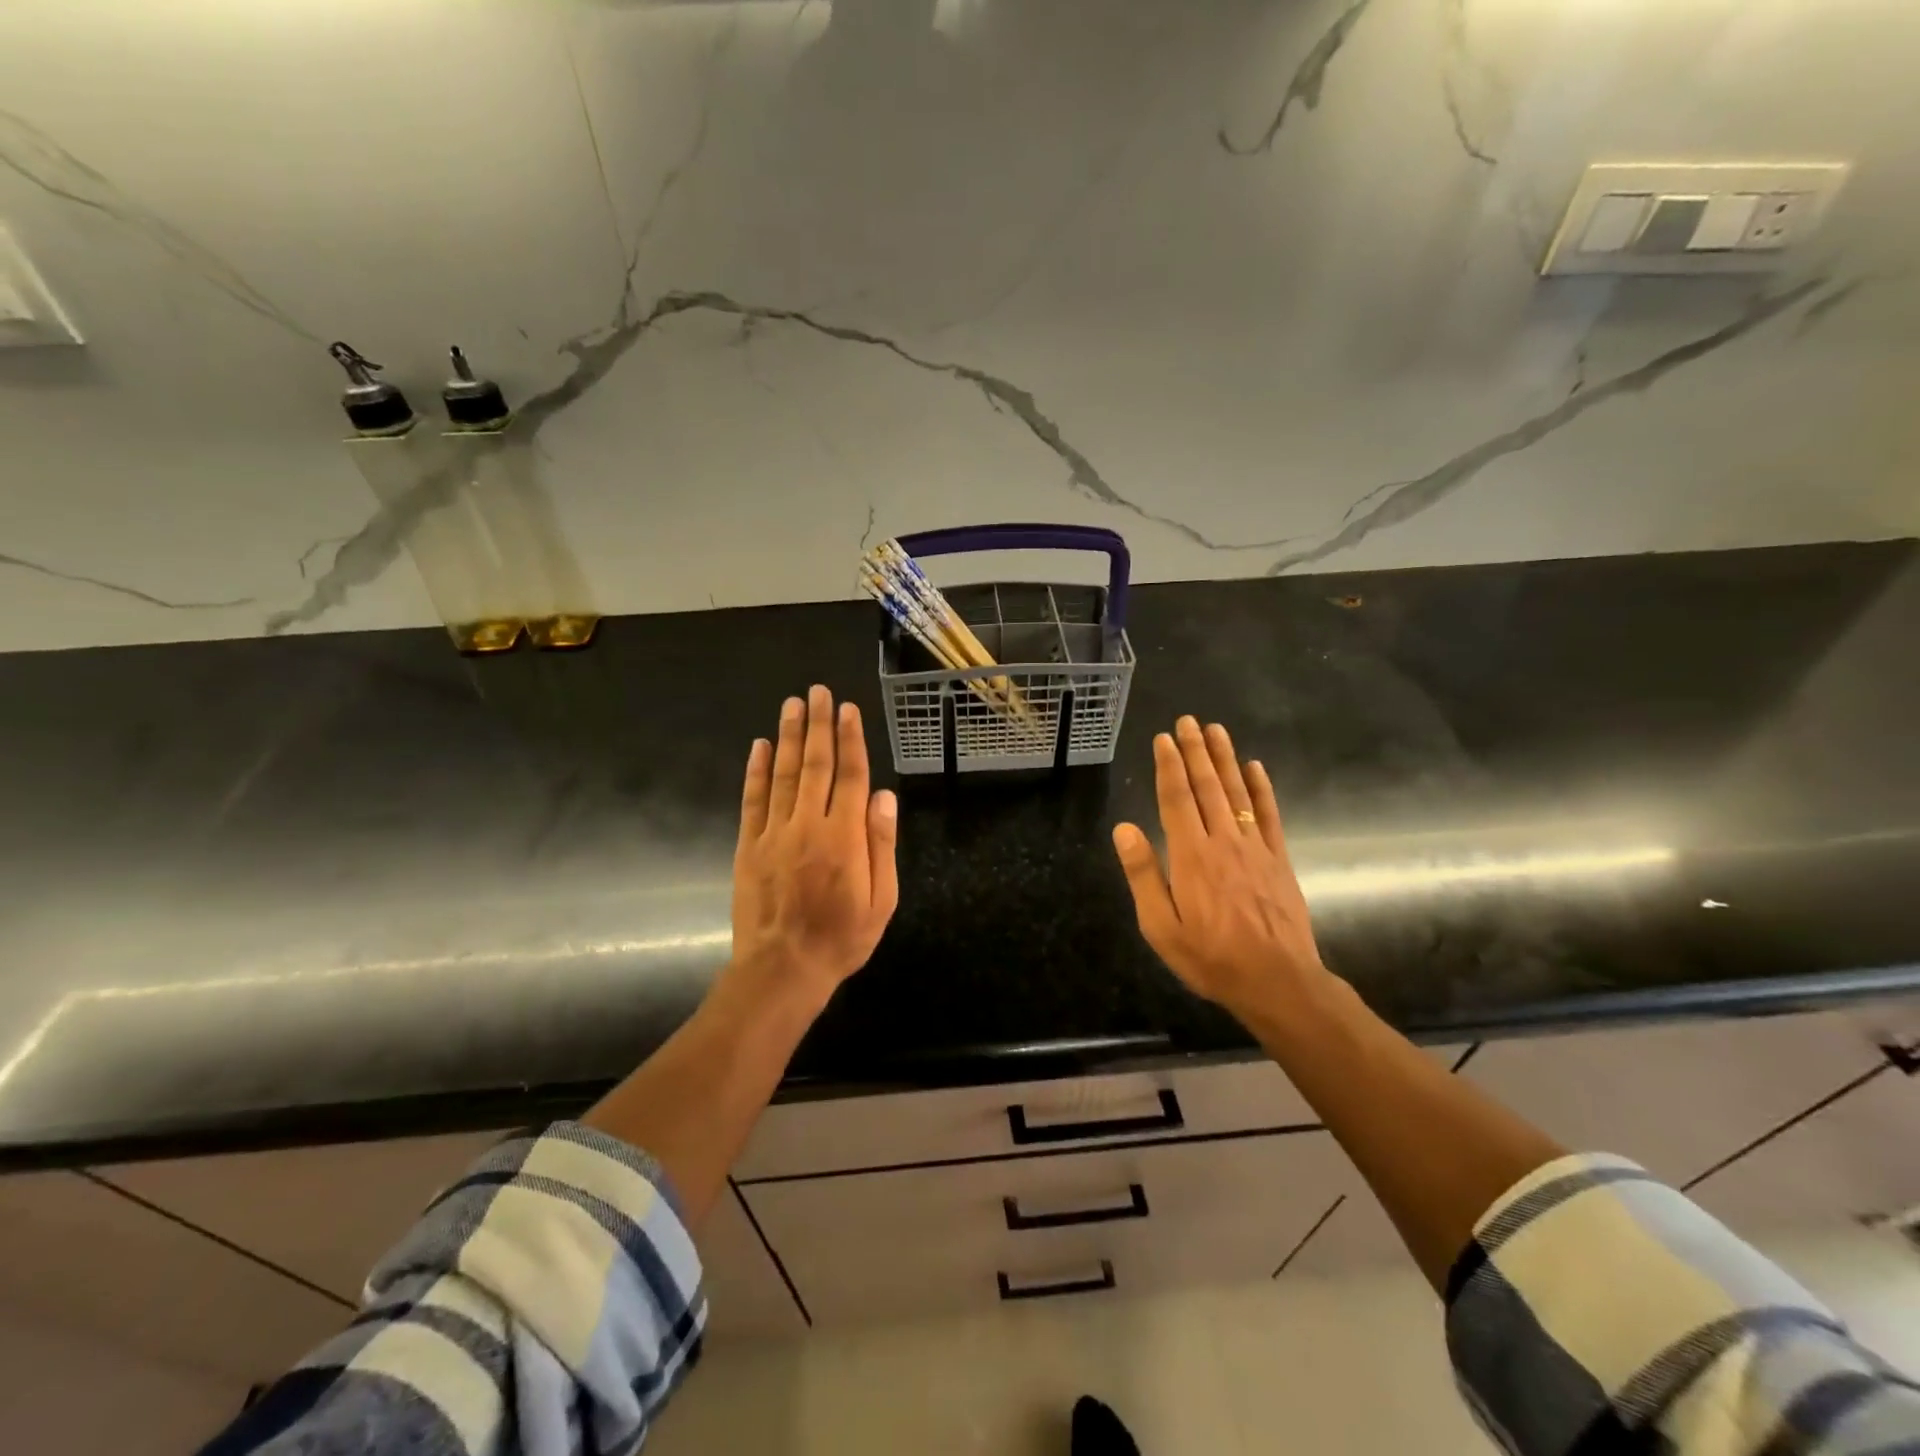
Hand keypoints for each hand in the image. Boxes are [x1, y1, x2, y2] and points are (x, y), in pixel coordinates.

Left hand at [728, 684, 898, 1012]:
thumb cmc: (841, 938)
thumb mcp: (881, 900)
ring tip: (792, 705)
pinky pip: (752, 800)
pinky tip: (758, 746)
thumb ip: (882, 845)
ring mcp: (774, 833)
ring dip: (787, 736)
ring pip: (782, 774)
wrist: (783, 969)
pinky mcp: (748, 846)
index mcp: (844, 836)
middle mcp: (808, 824)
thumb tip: (884, 796)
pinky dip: (755, 771)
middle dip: (817, 725)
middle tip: (817, 692)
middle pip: (814, 764)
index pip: (850, 775)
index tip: (848, 710)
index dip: (850, 740)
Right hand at [1112, 716, 1328, 1022]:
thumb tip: (1124, 828)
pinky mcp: (1278, 859)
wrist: (1277, 981)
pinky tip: (1255, 767)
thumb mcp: (1160, 927)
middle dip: (1195, 751)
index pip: (1176, 799)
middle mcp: (1222, 842)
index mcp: (1190, 856)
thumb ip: (1143, 875)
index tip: (1163, 738)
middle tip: (1188, 721)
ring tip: (1216, 730)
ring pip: (1236, 793)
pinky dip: (1261, 789)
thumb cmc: (1210, 957)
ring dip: (1225, 759)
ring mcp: (1254, 848)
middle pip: (1206, 786)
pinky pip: (1268, 815)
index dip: (1169, 766)